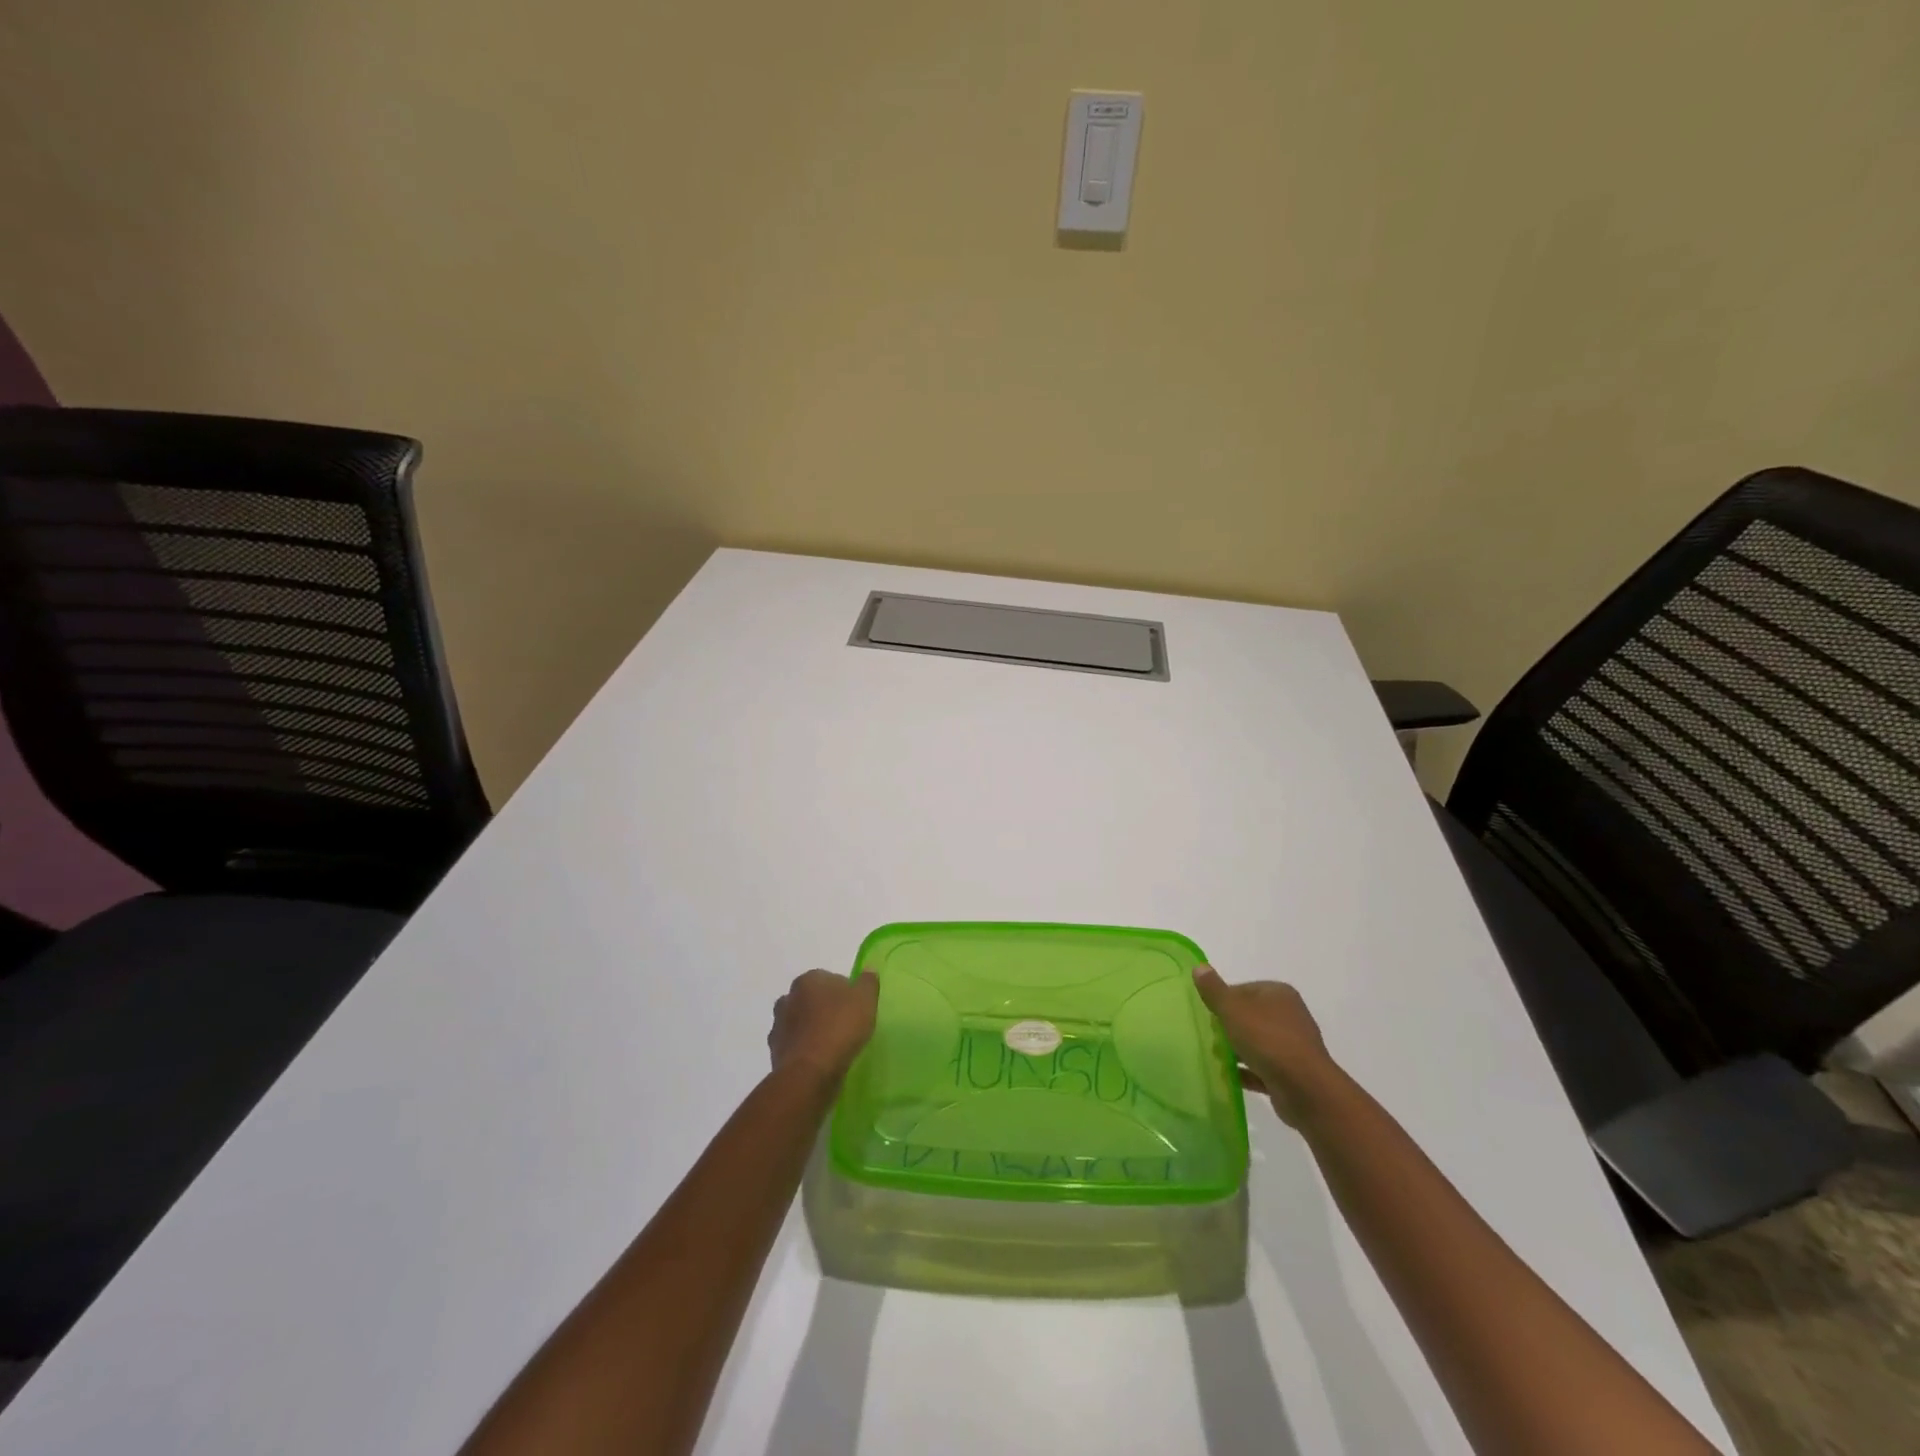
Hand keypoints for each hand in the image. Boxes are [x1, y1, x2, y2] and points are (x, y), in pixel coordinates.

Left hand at [767, 968, 879, 1081]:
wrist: (810, 1072)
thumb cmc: (840, 1028)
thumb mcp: (865, 1000)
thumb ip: (867, 982)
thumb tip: (868, 970)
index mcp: (808, 980)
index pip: (828, 979)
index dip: (844, 993)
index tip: (855, 1008)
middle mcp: (788, 998)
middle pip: (810, 1000)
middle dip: (823, 1009)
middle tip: (844, 1025)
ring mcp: (778, 1026)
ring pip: (799, 1023)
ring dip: (811, 1030)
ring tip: (831, 1046)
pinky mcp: (775, 1052)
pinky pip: (794, 1046)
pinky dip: (804, 1050)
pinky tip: (819, 1061)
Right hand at [1192, 965, 1342, 1125]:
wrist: (1305, 1089)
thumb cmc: (1267, 1039)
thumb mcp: (1233, 1009)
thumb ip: (1214, 989)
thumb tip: (1199, 967)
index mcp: (1278, 994)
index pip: (1243, 989)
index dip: (1223, 1000)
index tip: (1207, 1014)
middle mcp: (1289, 1015)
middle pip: (1250, 1016)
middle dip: (1228, 1026)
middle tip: (1209, 1036)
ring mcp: (1292, 1045)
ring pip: (1256, 1042)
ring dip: (1236, 1050)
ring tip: (1215, 1057)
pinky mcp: (1292, 1073)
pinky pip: (1262, 1067)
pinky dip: (1246, 1071)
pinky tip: (1227, 1076)